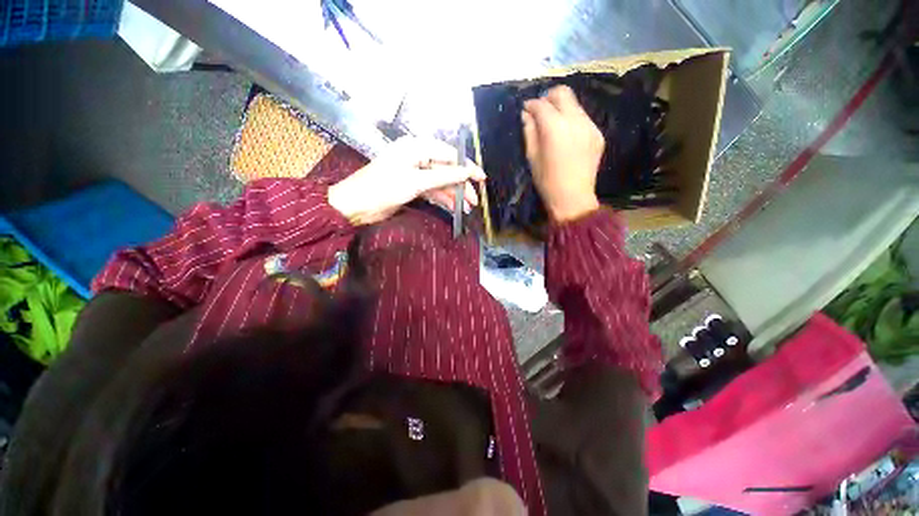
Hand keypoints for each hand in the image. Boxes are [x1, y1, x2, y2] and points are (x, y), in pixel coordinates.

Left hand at [328, 137, 485, 224]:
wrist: (356, 206)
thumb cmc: (383, 188)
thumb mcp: (416, 181)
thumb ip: (443, 176)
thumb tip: (467, 172)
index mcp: (417, 148)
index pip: (449, 155)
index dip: (466, 167)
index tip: (481, 179)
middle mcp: (417, 157)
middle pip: (446, 170)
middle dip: (461, 185)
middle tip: (474, 201)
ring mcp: (415, 173)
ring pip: (441, 182)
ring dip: (453, 195)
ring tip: (466, 209)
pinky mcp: (412, 187)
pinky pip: (432, 191)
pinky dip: (443, 199)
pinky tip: (453, 208)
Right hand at [521, 85, 604, 221]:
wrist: (573, 197)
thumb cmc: (547, 181)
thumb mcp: (532, 157)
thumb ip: (529, 132)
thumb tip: (526, 115)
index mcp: (555, 127)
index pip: (541, 104)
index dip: (531, 105)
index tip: (525, 110)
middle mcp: (575, 120)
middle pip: (563, 93)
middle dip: (548, 97)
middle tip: (540, 111)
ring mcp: (590, 126)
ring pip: (575, 105)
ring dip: (562, 109)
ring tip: (553, 125)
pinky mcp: (598, 134)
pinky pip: (583, 118)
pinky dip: (572, 121)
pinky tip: (567, 137)